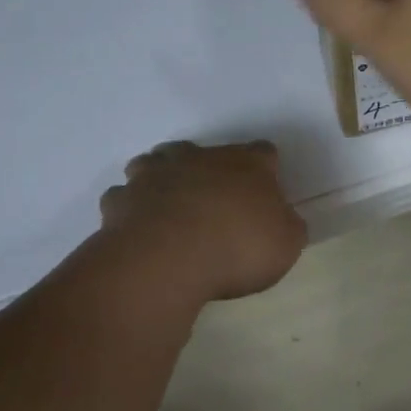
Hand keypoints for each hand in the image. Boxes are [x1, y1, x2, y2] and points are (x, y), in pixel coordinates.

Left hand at [98, 140, 306, 300]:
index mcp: (247, 164)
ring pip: (157, 162)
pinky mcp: (122, 198)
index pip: (264, 152)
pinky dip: (131, 208)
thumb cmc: (237, 248)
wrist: (168, 258)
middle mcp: (200, 158)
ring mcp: (156, 173)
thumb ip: (288, 226)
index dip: (266, 169)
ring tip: (169, 207)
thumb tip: (282, 220)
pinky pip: (125, 197)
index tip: (266, 192)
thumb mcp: (286, 244)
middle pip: (205, 152)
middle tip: (214, 202)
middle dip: (208, 171)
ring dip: (163, 178)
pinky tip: (137, 227)